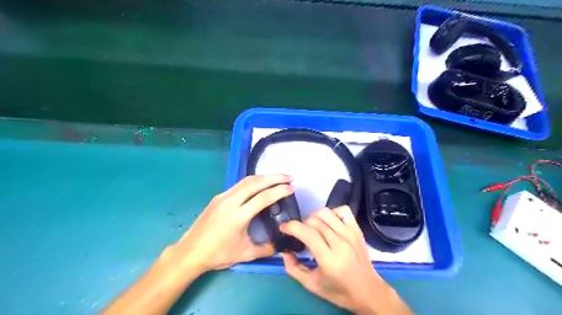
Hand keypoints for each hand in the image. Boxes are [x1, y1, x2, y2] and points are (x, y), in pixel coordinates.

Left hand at [164, 173, 291, 271]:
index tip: (292, 188)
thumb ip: (266, 249)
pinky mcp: (218, 197)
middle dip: (275, 177)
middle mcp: (230, 201)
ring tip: (278, 177)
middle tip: (289, 177)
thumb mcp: (245, 254)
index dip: (279, 191)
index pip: (263, 197)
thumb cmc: (218, 254)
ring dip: (264, 177)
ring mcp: (223, 197)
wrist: (190, 252)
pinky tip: (260, 184)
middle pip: (256, 183)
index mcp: (238, 216)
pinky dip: (254, 181)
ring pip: (247, 181)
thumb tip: (281, 244)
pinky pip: (239, 184)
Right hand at [281, 206, 411, 314]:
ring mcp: (350, 234)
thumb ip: (293, 268)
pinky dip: (332, 212)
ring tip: (312, 227)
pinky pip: (343, 210)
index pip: (307, 233)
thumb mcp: (311, 285)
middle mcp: (340, 243)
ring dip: (314, 216)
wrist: (368, 291)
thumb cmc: (339, 291)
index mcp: (328, 259)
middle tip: (299, 233)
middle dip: (301, 224)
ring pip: (326, 213)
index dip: (291, 226)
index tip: (283, 228)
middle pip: (314, 221)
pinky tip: (329, 222)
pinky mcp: (357, 230)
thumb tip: (284, 251)